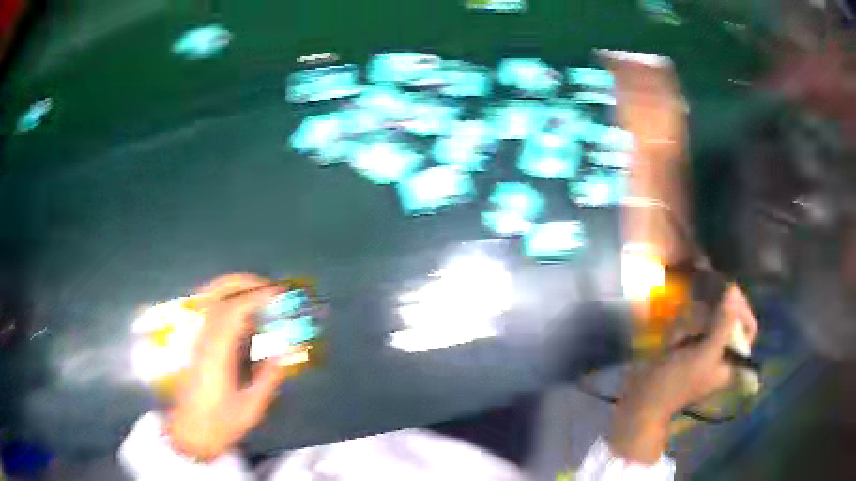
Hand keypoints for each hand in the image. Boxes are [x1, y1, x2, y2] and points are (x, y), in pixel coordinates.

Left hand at [165, 274, 288, 460]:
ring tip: (258, 297)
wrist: (191, 432)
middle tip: (267, 286)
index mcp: (216, 353)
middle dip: (242, 283)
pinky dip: (230, 307)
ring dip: (235, 292)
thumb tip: (283, 352)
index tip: (278, 294)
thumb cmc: (220, 423)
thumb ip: (268, 378)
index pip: (233, 311)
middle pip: (216, 296)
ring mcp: (198, 341)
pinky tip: (245, 320)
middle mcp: (204, 340)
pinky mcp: (197, 346)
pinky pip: (213, 316)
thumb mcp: (251, 407)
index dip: (255, 297)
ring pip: (212, 302)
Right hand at [609, 285, 757, 462]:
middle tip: (706, 301)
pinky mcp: (689, 349)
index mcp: (733, 361)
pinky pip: (695, 325)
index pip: (748, 327)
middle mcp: (723, 355)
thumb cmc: (677, 382)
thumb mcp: (704, 354)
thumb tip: (732, 289)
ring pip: (712, 319)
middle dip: (718, 310)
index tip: (728, 291)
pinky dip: (688, 322)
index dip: (741, 308)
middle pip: (730, 320)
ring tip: (687, 322)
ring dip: (700, 315)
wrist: (643, 400)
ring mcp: (705, 351)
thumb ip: (723, 324)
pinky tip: (677, 332)